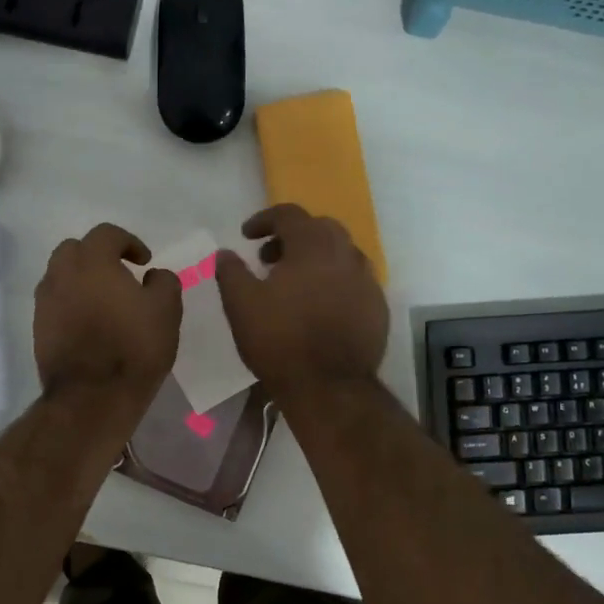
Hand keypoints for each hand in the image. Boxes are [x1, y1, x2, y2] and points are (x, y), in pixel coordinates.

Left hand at [34, 224, 182, 412]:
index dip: (129, 242)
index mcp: (93, 262)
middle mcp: (62, 274)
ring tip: (103, 301)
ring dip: (80, 280)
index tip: (144, 261)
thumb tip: (153, 275)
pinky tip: (89, 324)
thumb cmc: (134, 347)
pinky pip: (55, 303)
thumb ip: (164, 282)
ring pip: (60, 276)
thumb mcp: (166, 310)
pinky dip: (70, 304)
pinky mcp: (38, 329)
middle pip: (74, 250)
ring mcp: (45, 302)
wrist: (92, 396)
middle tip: (119, 275)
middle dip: (97, 256)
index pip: (106, 234)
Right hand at [216, 205, 388, 400]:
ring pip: (342, 254)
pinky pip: (354, 281)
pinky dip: (334, 282)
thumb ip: (231, 272)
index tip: (247, 236)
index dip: (264, 220)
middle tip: (270, 258)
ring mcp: (367, 282)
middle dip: (293, 236)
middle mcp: (346, 255)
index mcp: (313, 246)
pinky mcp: (378, 308)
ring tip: (294, 283)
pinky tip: (319, 307)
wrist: (330, 388)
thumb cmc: (280, 341)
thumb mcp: (241, 305)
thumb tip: (225, 253)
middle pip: (321, 228)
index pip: (289, 214)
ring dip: (316, 258)